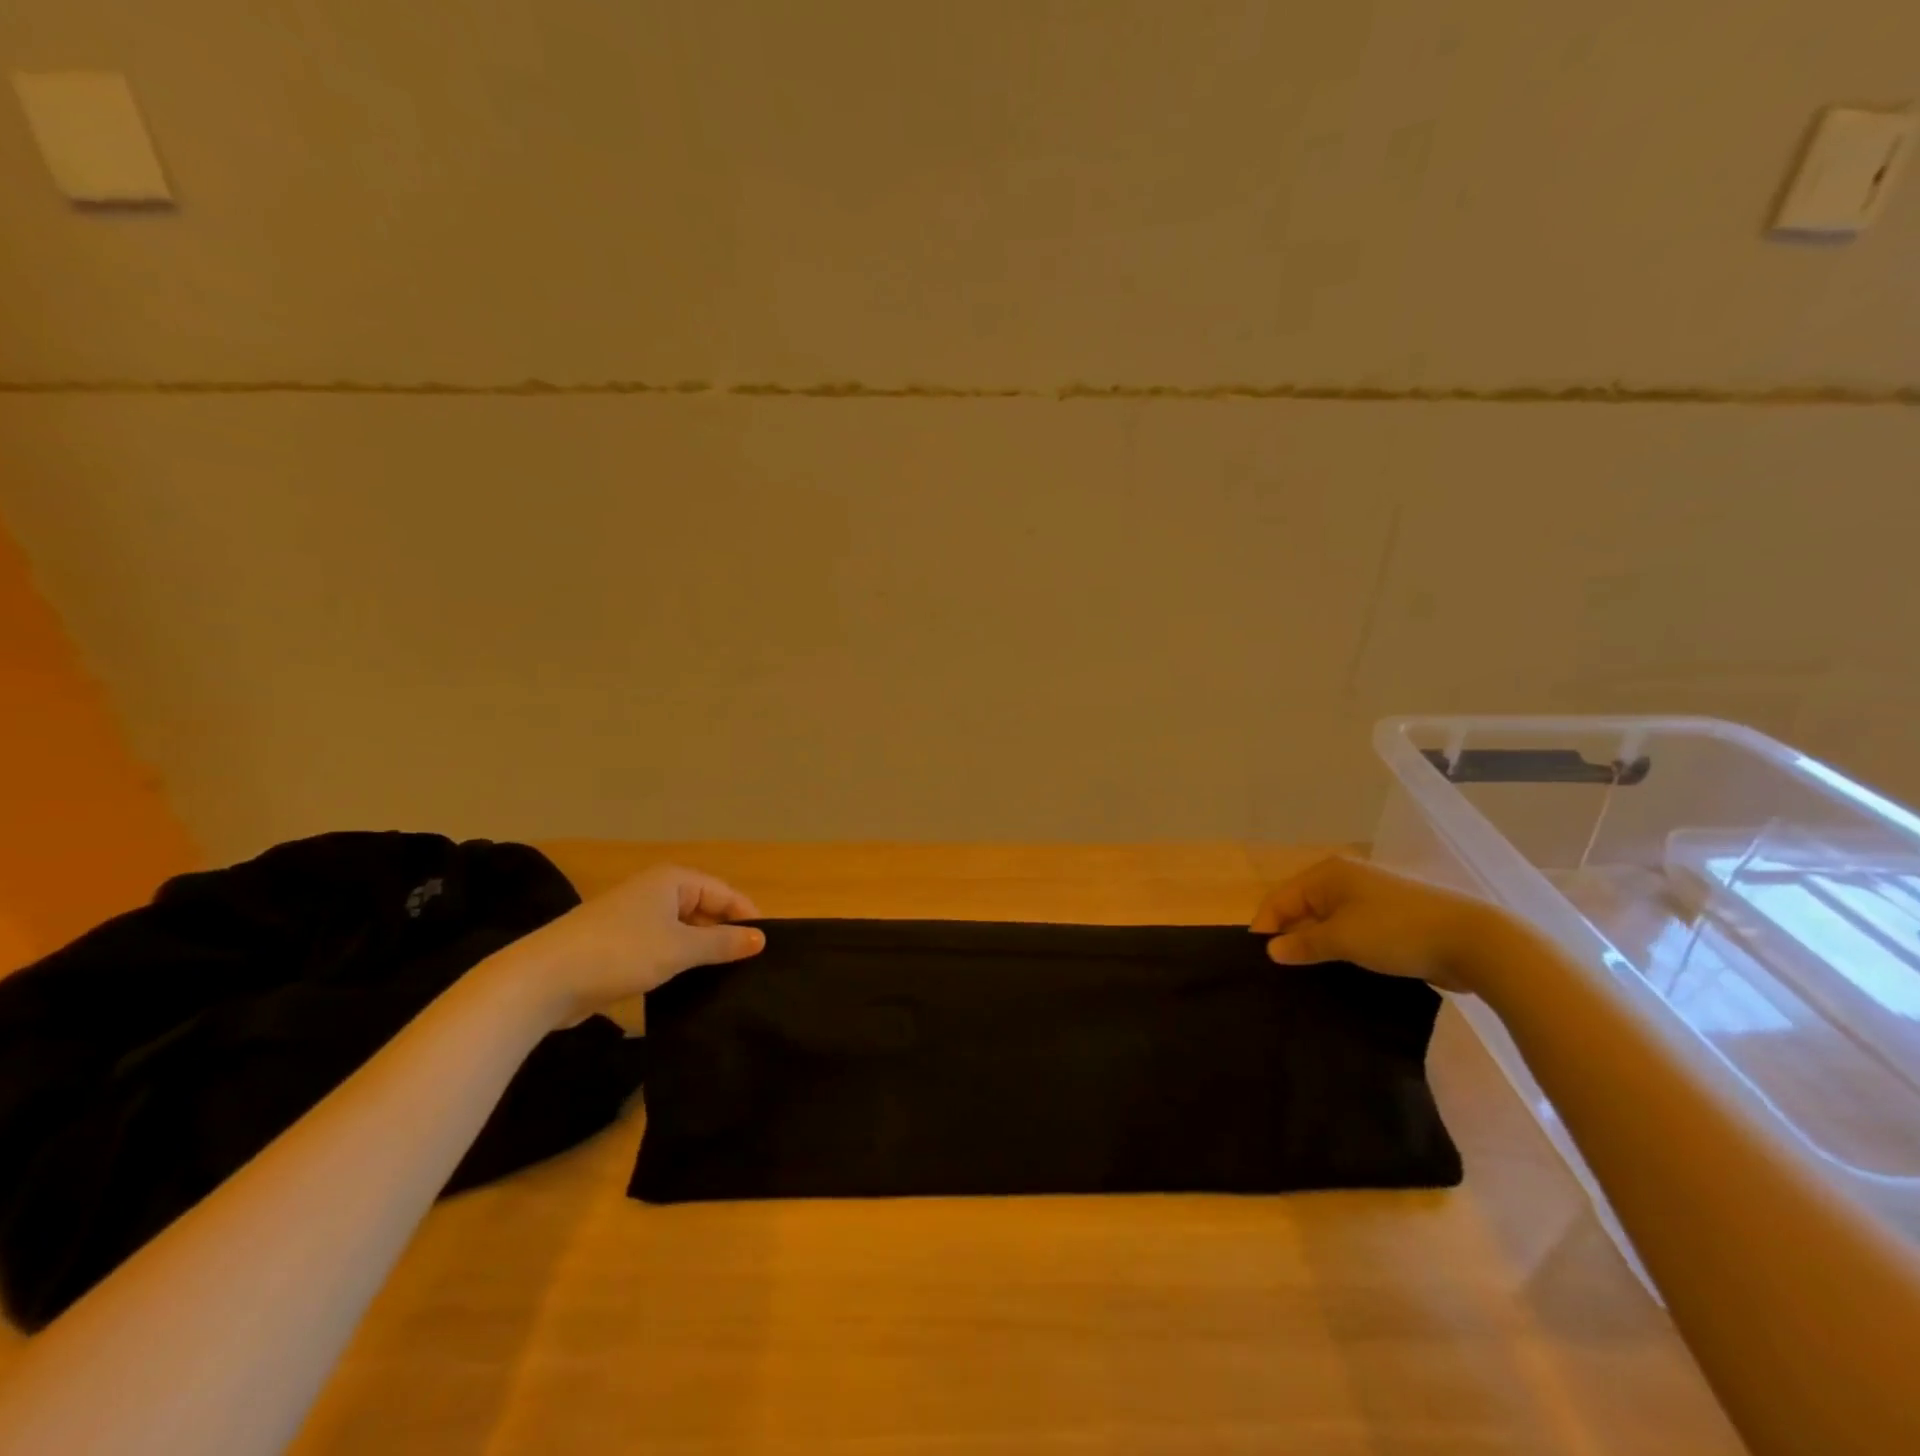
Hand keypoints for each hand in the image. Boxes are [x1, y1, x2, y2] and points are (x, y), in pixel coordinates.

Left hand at [505, 865, 764, 1022]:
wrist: (543, 980)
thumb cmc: (620, 952)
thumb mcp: (680, 948)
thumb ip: (723, 943)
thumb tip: (761, 939)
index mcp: (671, 880)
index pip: (723, 892)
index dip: (746, 916)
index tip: (767, 946)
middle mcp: (654, 892)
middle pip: (703, 909)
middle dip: (725, 934)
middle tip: (750, 966)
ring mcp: (633, 918)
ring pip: (682, 931)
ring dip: (701, 951)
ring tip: (727, 978)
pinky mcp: (618, 945)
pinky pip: (662, 947)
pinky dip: (677, 961)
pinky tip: (690, 984)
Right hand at [1250, 857, 1496, 992]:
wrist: (1472, 942)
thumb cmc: (1396, 931)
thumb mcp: (1343, 939)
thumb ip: (1303, 944)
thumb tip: (1272, 950)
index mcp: (1328, 874)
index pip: (1281, 897)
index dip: (1265, 925)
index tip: (1256, 958)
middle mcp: (1345, 880)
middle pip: (1302, 906)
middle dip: (1288, 934)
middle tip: (1277, 969)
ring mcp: (1370, 899)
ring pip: (1327, 920)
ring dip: (1314, 943)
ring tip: (1302, 972)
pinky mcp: (1390, 920)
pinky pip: (1350, 931)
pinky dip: (1338, 947)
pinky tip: (1335, 969)